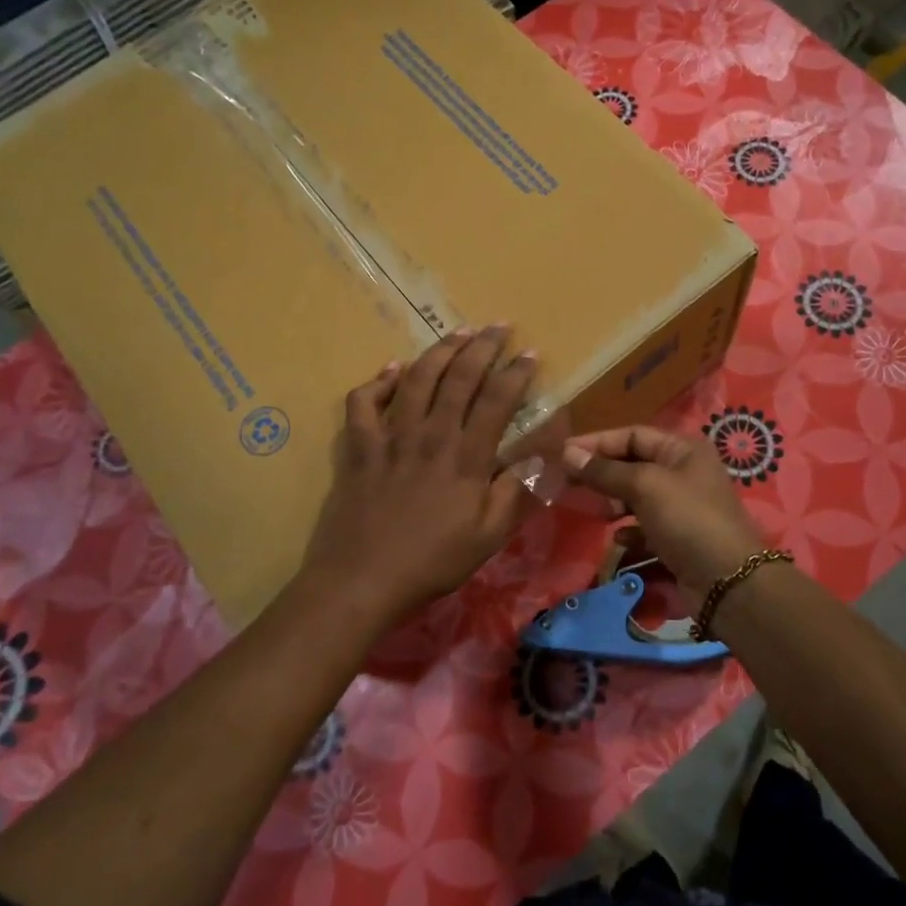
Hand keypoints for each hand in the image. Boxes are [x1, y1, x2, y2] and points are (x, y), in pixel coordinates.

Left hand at [299, 326, 537, 630]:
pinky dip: (379, 381)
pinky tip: (393, 369)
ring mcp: (390, 437)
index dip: (516, 373)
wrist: (362, 580)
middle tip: (499, 326)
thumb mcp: (489, 535)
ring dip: (439, 351)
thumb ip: (517, 489)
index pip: (497, 400)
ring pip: (416, 378)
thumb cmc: (433, 561)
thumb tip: (546, 453)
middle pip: (459, 377)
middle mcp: (430, 435)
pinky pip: (364, 402)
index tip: (530, 353)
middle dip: (482, 346)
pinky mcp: (359, 446)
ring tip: (458, 332)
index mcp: (466, 457)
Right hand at [561, 426, 766, 592]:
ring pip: (637, 497)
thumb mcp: (644, 486)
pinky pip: (645, 527)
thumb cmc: (688, 520)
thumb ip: (605, 471)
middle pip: (633, 464)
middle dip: (602, 473)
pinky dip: (629, 530)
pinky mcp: (679, 538)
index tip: (563, 454)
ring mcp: (683, 507)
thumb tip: (567, 453)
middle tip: (567, 483)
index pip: (633, 435)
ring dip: (612, 502)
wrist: (728, 582)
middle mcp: (684, 473)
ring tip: (589, 510)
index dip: (597, 442)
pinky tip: (617, 539)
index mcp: (683, 450)